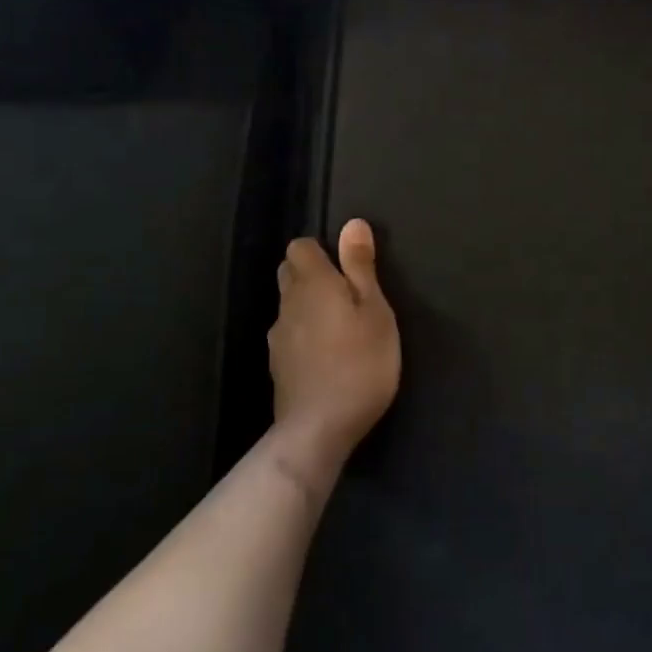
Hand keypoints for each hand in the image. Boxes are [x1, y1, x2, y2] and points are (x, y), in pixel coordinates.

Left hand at [268, 219, 401, 479]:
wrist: (319, 428)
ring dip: (308, 307)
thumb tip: (352, 223)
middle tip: (346, 295)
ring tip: (339, 328)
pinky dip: (304, 336)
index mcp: (312, 284)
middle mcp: (287, 303)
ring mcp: (278, 336)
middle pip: (289, 272)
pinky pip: (289, 335)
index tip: (346, 268)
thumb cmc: (360, 363)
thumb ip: (360, 267)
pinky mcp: (277, 365)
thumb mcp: (375, 311)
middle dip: (311, 274)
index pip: (300, 246)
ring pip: (289, 306)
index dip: (321, 250)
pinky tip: (325, 357)